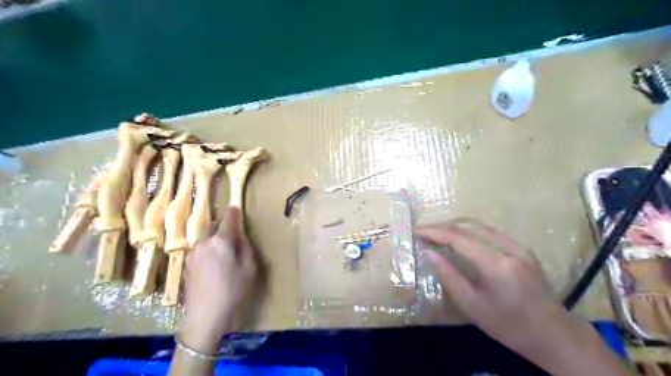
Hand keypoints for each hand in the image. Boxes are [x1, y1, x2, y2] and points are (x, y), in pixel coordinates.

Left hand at [177, 209, 257, 351]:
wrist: (204, 316)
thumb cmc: (232, 291)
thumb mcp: (249, 269)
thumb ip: (245, 248)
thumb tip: (240, 238)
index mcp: (221, 241)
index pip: (229, 219)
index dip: (234, 213)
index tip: (236, 208)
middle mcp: (204, 243)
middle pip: (215, 227)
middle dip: (224, 227)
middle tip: (235, 237)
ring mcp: (193, 253)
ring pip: (207, 239)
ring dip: (216, 240)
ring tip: (225, 255)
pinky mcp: (187, 264)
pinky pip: (201, 250)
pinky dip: (209, 250)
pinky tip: (215, 266)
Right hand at [418, 222, 588, 356]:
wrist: (555, 336)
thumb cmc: (509, 326)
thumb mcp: (472, 305)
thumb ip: (448, 275)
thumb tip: (428, 252)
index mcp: (496, 264)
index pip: (458, 237)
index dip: (434, 232)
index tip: (416, 231)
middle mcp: (509, 248)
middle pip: (467, 227)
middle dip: (442, 227)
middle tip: (422, 232)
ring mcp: (519, 246)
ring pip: (479, 226)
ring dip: (455, 227)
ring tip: (436, 233)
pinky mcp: (523, 249)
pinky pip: (490, 232)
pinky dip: (469, 232)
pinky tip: (459, 238)